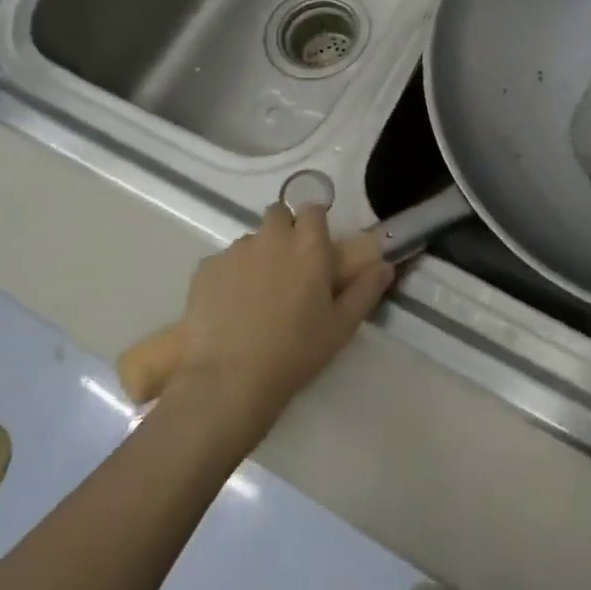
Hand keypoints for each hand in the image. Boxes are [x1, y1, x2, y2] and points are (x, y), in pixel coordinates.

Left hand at [171, 204, 393, 438]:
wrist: (229, 380)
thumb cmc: (295, 352)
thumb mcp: (342, 327)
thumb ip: (366, 290)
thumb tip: (385, 265)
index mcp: (308, 246)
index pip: (313, 209)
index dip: (315, 224)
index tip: (317, 247)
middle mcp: (271, 237)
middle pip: (278, 214)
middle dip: (285, 231)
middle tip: (289, 268)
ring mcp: (234, 251)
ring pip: (251, 240)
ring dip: (258, 255)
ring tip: (257, 295)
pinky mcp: (205, 269)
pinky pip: (223, 262)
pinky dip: (230, 276)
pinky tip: (231, 308)